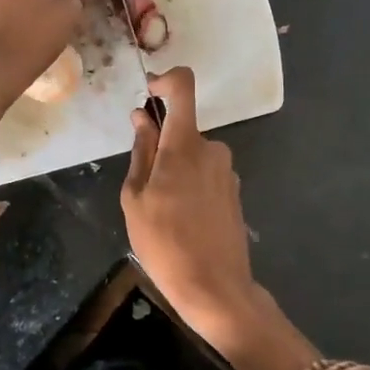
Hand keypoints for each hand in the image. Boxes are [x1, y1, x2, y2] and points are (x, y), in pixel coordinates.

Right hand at [123, 66, 319, 369]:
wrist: (215, 289)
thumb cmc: (165, 244)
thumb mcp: (135, 199)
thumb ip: (141, 152)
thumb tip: (143, 118)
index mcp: (185, 145)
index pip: (183, 87)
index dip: (165, 80)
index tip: (148, 95)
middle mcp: (212, 148)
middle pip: (182, 128)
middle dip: (161, 145)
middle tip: (144, 186)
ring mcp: (227, 170)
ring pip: (192, 153)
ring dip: (175, 169)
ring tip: (162, 211)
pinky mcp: (234, 189)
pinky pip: (205, 172)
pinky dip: (190, 183)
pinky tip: (182, 220)